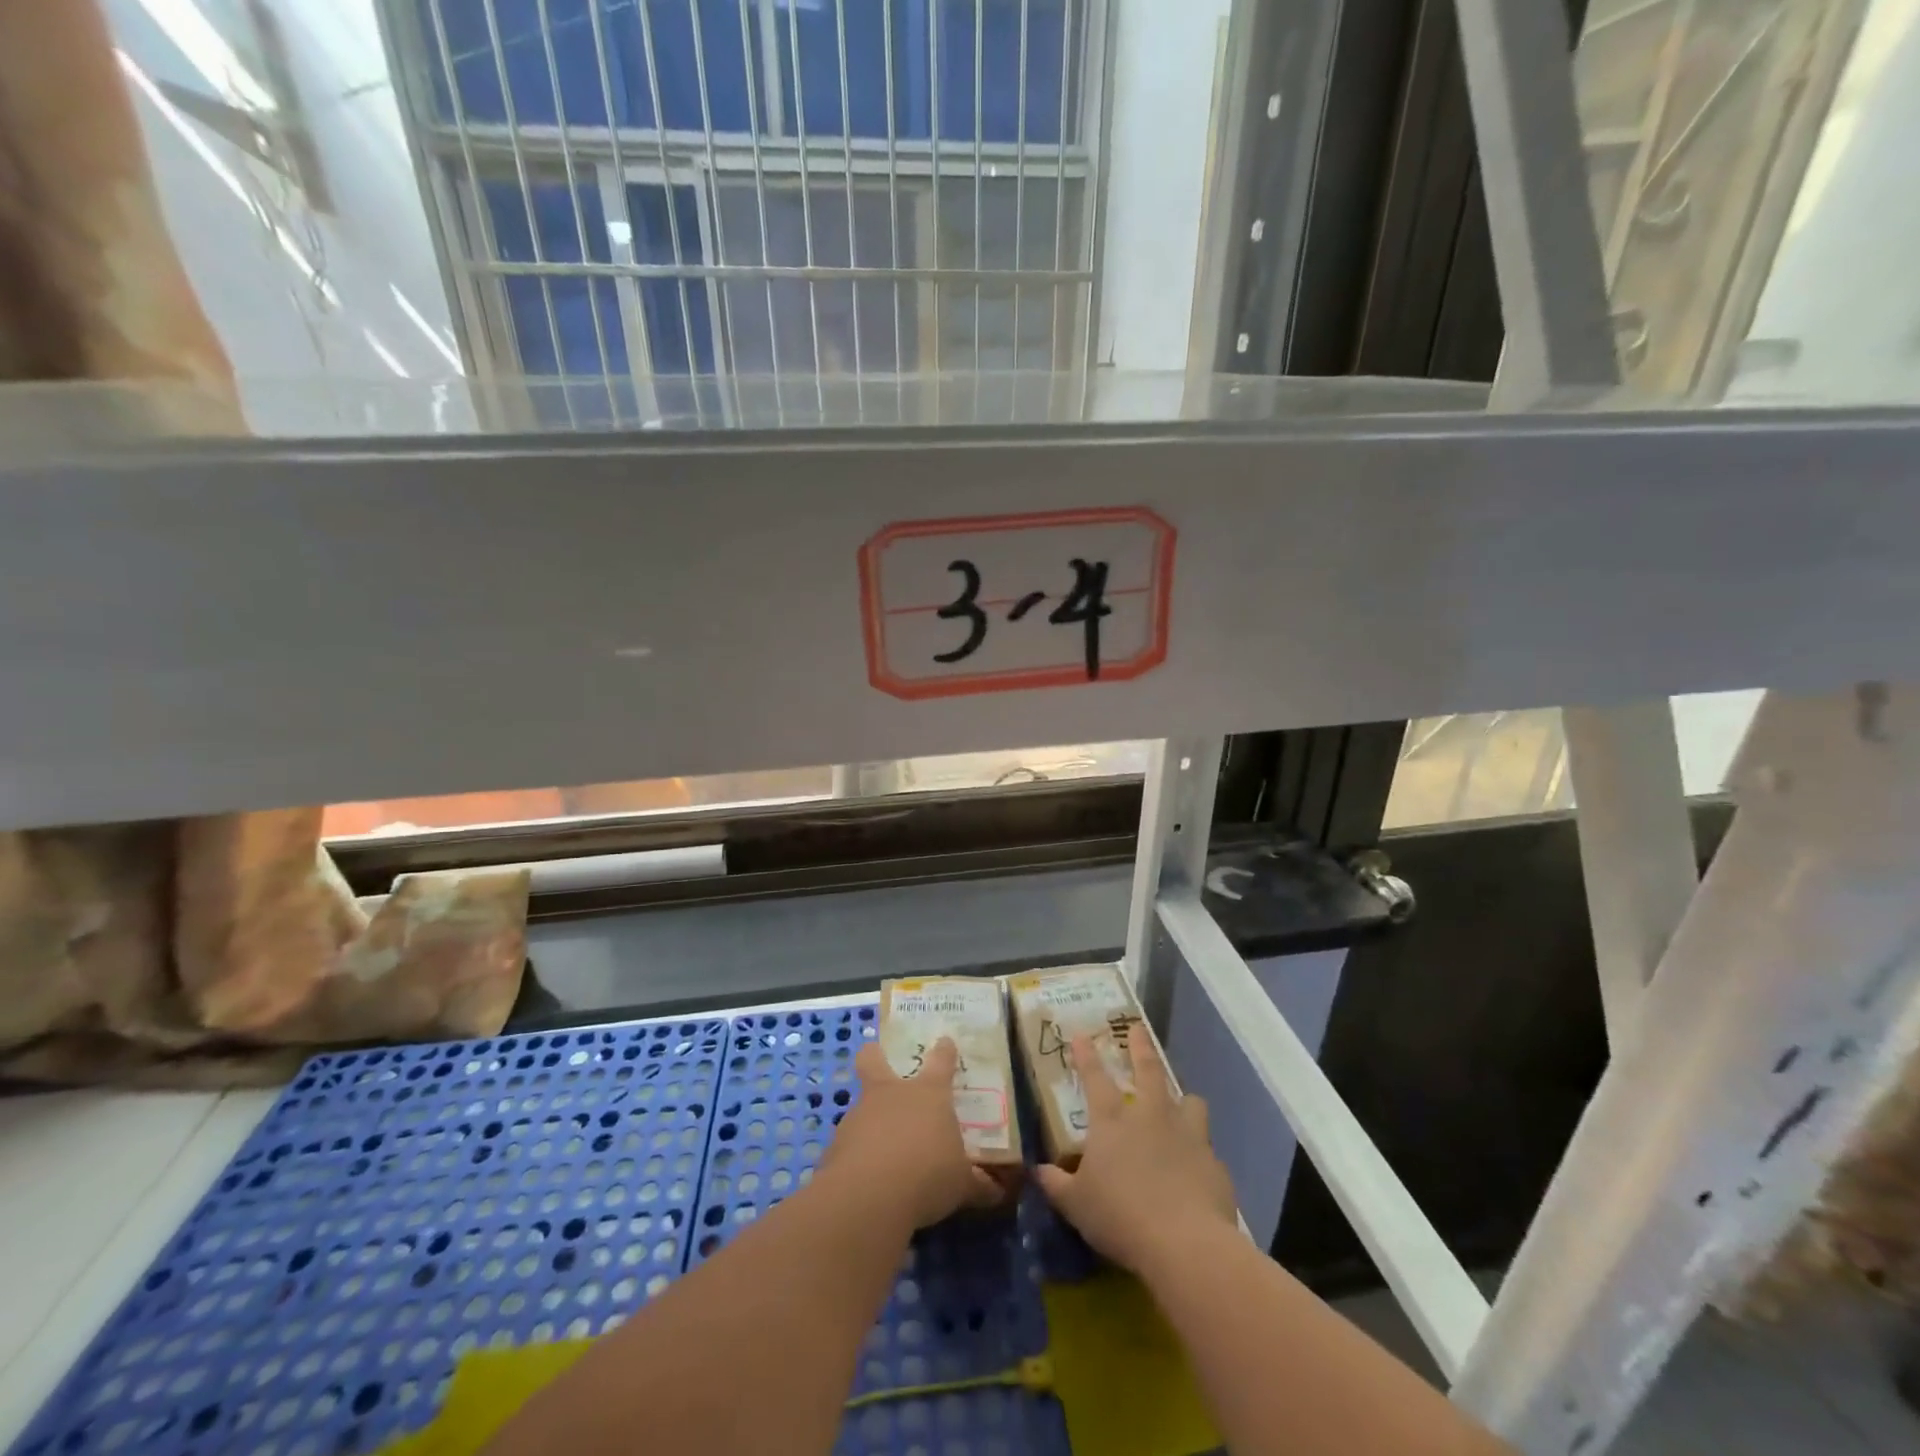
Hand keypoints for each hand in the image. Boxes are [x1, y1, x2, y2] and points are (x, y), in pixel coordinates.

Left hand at [819, 1038, 1001, 1229]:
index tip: (945, 1042)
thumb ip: (977, 1184)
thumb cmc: (927, 1175)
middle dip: (874, 1055)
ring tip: (879, 1149)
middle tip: (877, 1057)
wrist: (869, 1195)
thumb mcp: (961, 1184)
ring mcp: (859, 1115)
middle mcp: (891, 1095)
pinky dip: (855, 1155)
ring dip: (868, 1120)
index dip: (944, 1051)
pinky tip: (863, 1178)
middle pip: (873, 1060)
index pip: (940, 1062)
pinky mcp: (835, 1144)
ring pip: (860, 1105)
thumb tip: (997, 1193)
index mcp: (928, 1094)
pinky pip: (848, 1144)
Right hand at [1034, 1033, 1237, 1273]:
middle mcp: (1150, 1117)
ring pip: (1189, 1101)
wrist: (1185, 1244)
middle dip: (1141, 1047)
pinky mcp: (1213, 1161)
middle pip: (1148, 1070)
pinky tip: (1196, 1169)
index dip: (1086, 1055)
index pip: (1095, 1078)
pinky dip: (1199, 1151)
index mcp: (1112, 1122)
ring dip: (1183, 1100)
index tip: (1082, 1034)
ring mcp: (1187, 1135)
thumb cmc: (1121, 1217)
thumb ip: (1057, 1185)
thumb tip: (1039, 1171)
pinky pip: (1206, 1147)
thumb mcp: (1077, 1205)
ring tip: (1182, 1103)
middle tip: (1138, 1029)